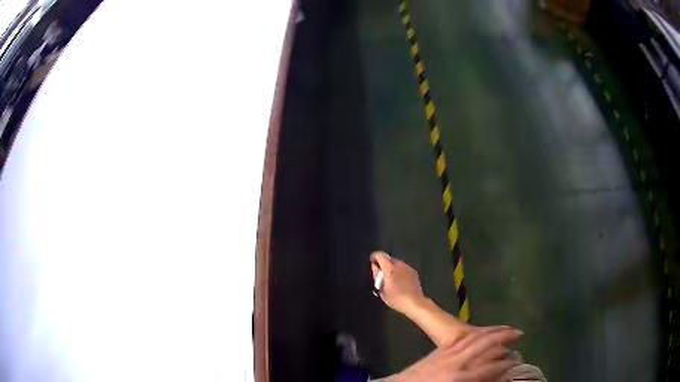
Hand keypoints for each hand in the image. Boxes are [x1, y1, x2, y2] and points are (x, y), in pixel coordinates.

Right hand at [370, 251, 424, 313]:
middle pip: (388, 258)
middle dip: (383, 263)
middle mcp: (399, 264)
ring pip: (396, 262)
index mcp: (389, 268)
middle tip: (380, 273)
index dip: (374, 256)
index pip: (380, 255)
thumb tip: (375, 267)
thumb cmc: (395, 298)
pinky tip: (399, 281)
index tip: (372, 262)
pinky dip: (399, 271)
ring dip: (391, 267)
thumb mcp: (381, 290)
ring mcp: (408, 267)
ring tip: (390, 278)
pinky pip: (403, 267)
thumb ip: (377, 276)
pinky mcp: (414, 272)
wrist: (414, 302)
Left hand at [386, 326, 522, 381]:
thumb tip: (493, 379)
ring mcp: (448, 352)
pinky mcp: (442, 349)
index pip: (488, 369)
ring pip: (476, 336)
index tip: (516, 364)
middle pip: (485, 344)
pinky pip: (465, 337)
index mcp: (458, 378)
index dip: (505, 365)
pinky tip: (487, 331)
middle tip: (520, 334)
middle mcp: (456, 362)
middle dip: (504, 337)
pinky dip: (480, 331)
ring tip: (508, 327)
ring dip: (494, 330)